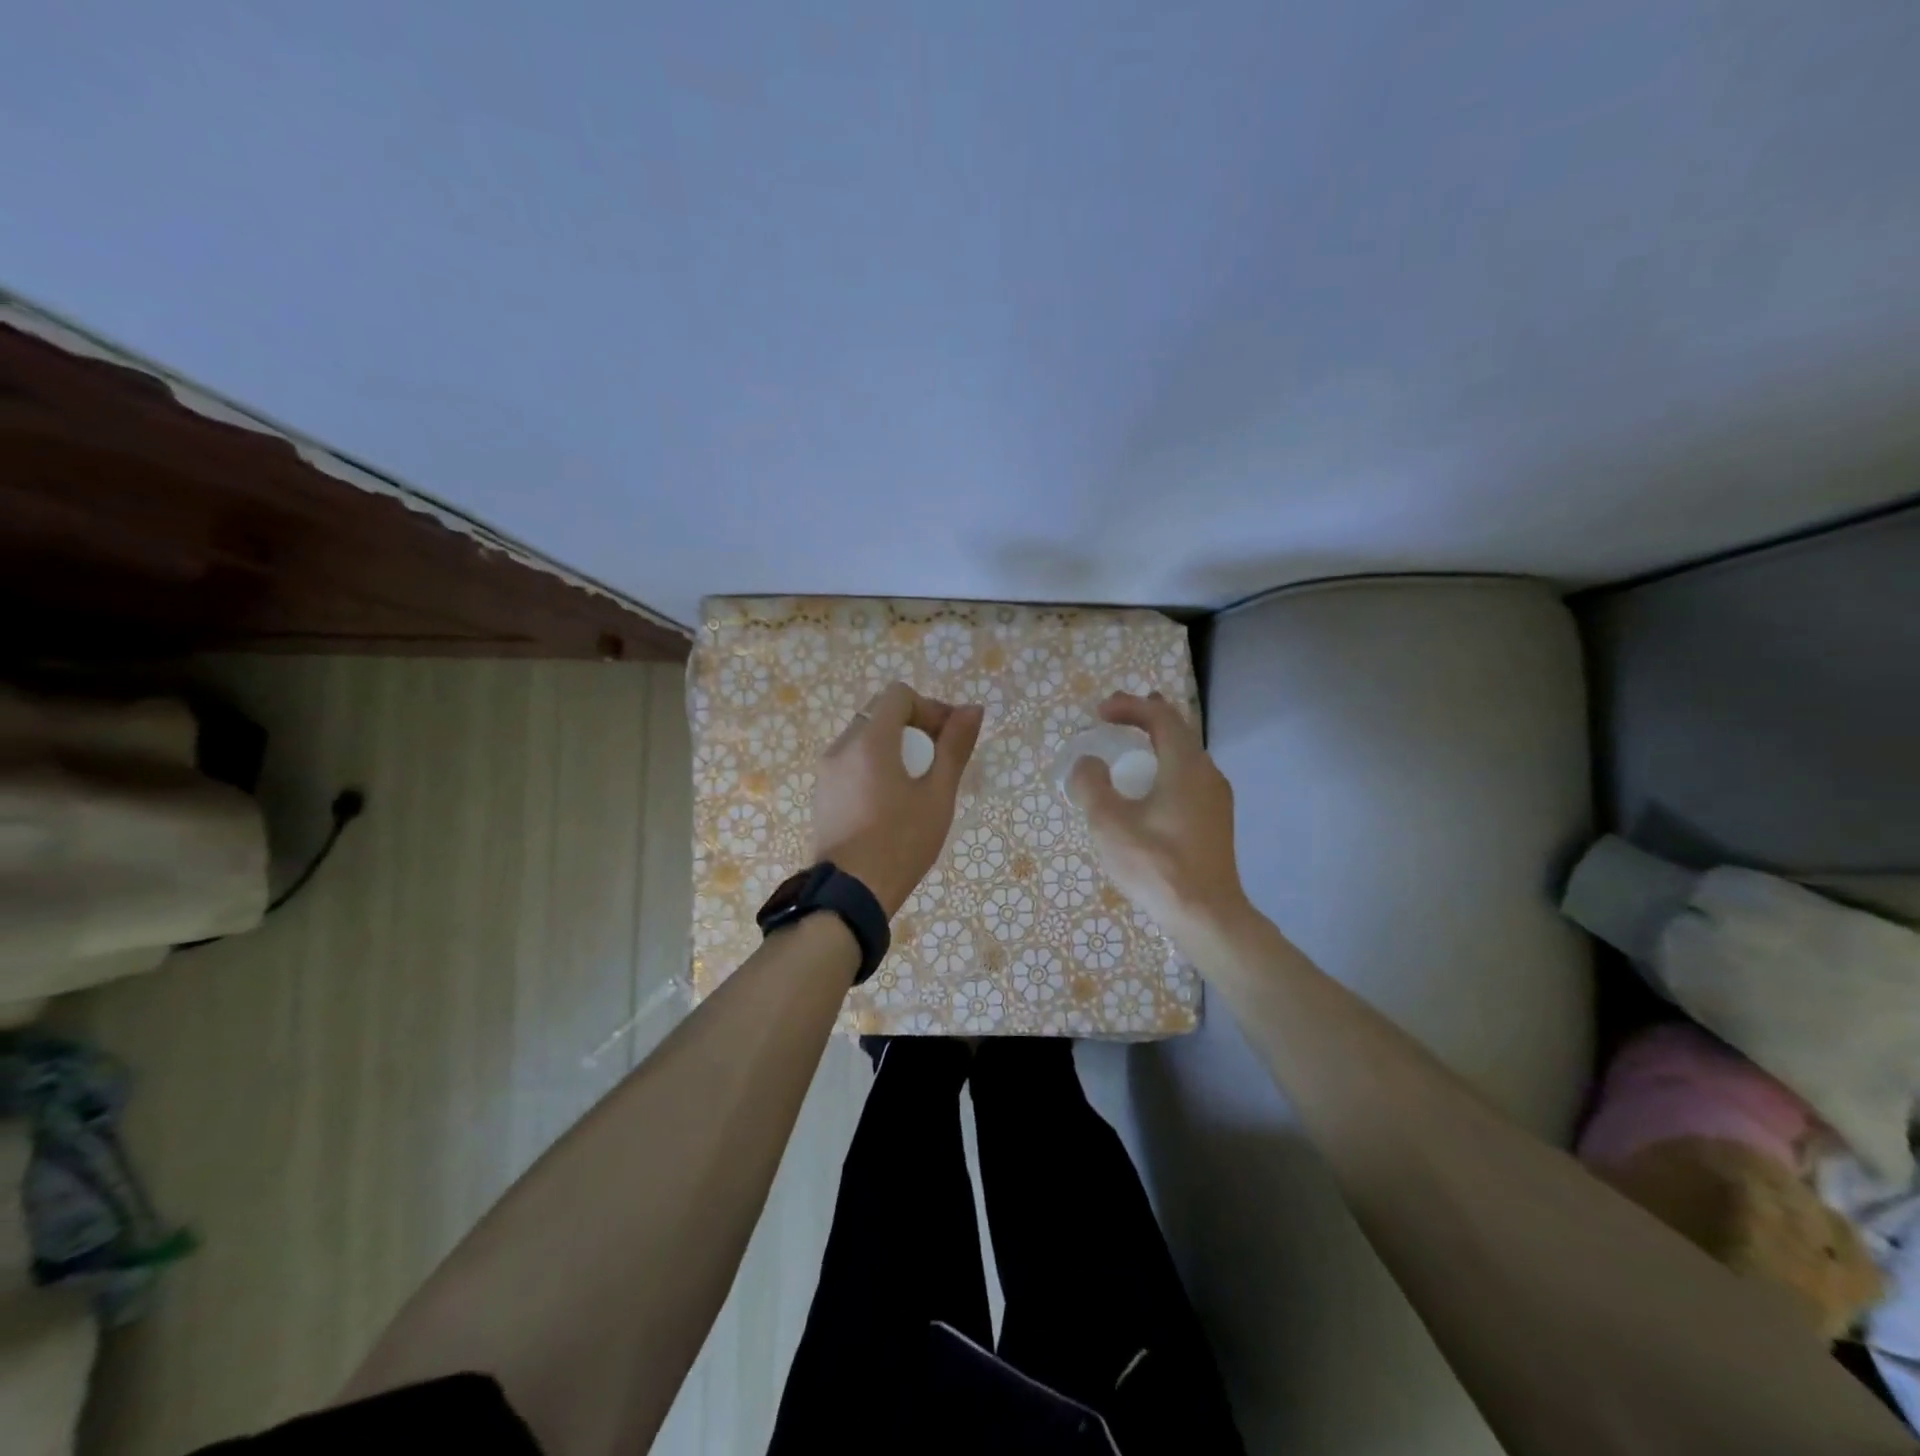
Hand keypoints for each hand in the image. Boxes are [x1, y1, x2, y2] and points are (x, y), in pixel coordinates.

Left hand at [812, 682, 984, 917]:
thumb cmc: (901, 842)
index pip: (899, 695)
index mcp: (870, 741)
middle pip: (881, 714)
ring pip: (865, 739)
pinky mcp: (822, 794)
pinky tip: (891, 802)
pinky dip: (874, 767)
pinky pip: (852, 763)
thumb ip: (954, 747)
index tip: (947, 740)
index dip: (930, 708)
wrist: (850, 894)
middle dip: (914, 727)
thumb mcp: (937, 795)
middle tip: (937, 761)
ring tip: (916, 785)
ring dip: (894, 747)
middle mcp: (841, 747)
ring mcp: (826, 772)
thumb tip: (972, 709)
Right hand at [1069, 692, 1246, 933]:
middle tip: (1114, 715)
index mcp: (1185, 765)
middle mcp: (1207, 773)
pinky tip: (1150, 787)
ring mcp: (1216, 798)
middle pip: (1177, 731)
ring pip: (1185, 755)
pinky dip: (1165, 766)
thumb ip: (1092, 784)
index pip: (1160, 717)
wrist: (1206, 915)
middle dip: (1144, 718)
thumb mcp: (1109, 822)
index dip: (1129, 707)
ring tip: (1132, 743)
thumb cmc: (1156, 864)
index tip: (1099, 713)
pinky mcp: (1216, 820)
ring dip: (1156, 743)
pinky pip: (1189, 777)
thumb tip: (1088, 763)